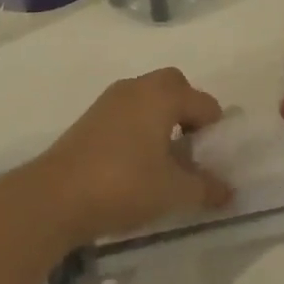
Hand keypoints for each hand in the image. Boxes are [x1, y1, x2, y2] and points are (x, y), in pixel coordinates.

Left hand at [20, 68, 233, 246]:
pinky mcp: (91, 117)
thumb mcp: (173, 192)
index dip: (215, 130)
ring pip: (148, 98)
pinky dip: (140, 128)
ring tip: (165, 160)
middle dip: (188, 112)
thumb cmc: (123, 185)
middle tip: (192, 149)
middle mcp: (137, 87)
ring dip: (162, 120)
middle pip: (173, 87)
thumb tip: (228, 189)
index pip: (204, 102)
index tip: (213, 161)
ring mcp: (110, 100)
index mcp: (162, 95)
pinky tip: (137, 163)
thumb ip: (206, 188)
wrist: (55, 196)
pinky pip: (128, 111)